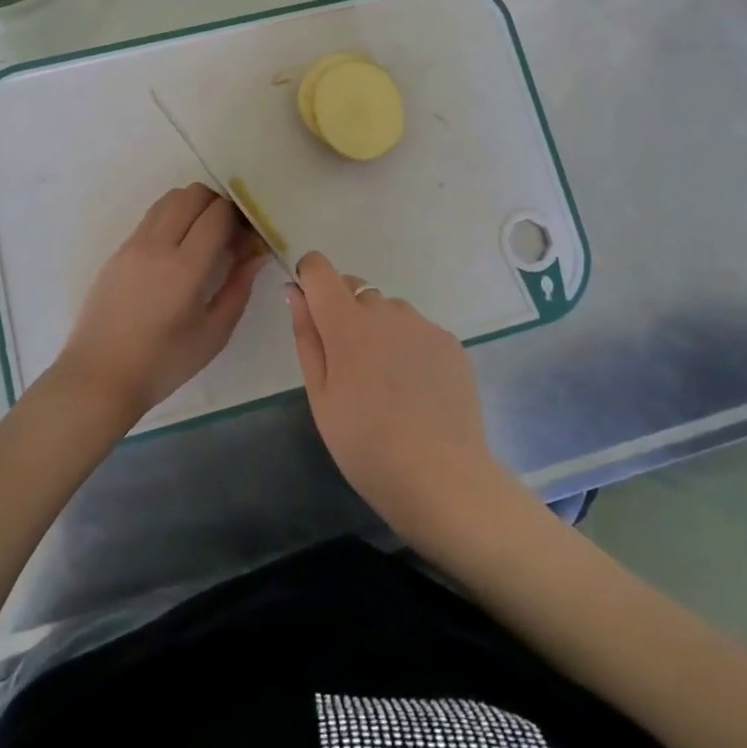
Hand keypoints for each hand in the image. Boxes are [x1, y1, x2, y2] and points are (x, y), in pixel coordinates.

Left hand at [51, 184, 267, 426]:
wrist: (100, 376)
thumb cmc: (163, 363)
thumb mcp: (214, 333)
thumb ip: (239, 287)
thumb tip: (256, 254)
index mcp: (185, 268)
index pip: (218, 214)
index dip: (239, 217)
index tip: (246, 237)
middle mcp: (157, 246)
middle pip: (192, 194)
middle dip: (217, 204)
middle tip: (227, 232)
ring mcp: (133, 245)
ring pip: (168, 199)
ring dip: (192, 206)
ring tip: (202, 236)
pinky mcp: (117, 251)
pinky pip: (150, 217)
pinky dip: (171, 218)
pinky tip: (176, 249)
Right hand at [287, 252, 513, 547]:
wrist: (442, 480)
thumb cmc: (365, 445)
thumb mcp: (320, 396)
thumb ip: (307, 335)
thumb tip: (296, 291)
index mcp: (347, 322)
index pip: (320, 268)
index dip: (310, 280)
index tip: (312, 313)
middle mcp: (387, 311)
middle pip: (354, 288)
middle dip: (344, 312)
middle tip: (349, 367)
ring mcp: (423, 325)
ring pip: (388, 310)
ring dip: (379, 330)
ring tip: (386, 384)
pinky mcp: (450, 342)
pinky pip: (417, 330)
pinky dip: (409, 347)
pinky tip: (415, 390)